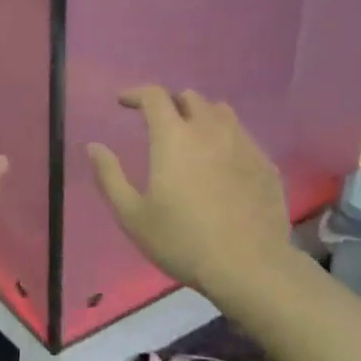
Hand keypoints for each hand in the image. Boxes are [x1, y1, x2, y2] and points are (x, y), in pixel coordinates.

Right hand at [87, 86, 296, 297]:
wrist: (249, 267)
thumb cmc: (182, 240)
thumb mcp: (132, 215)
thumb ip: (109, 176)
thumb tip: (94, 146)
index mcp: (174, 137)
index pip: (155, 96)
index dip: (136, 93)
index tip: (123, 103)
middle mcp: (210, 131)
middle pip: (190, 98)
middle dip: (170, 103)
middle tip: (157, 123)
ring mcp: (244, 145)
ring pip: (221, 113)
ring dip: (200, 116)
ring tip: (191, 137)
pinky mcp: (266, 165)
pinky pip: (243, 137)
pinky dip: (226, 139)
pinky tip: (221, 165)